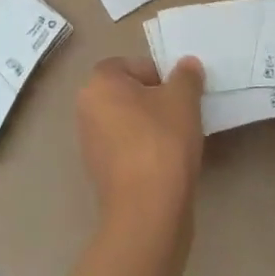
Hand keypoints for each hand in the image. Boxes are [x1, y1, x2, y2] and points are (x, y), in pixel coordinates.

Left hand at [76, 55, 205, 230]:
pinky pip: (127, 149)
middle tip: (183, 112)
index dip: (158, 74)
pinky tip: (168, 162)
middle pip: (128, 94)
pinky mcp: (101, 174)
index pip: (130, 65)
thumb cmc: (162, 141)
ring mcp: (90, 144)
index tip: (180, 92)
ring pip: (128, 122)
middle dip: (156, 100)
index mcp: (99, 84)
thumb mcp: (183, 99)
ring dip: (152, 126)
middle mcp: (86, 109)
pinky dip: (146, 150)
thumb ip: (186, 76)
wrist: (148, 211)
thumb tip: (187, 65)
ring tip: (180, 139)